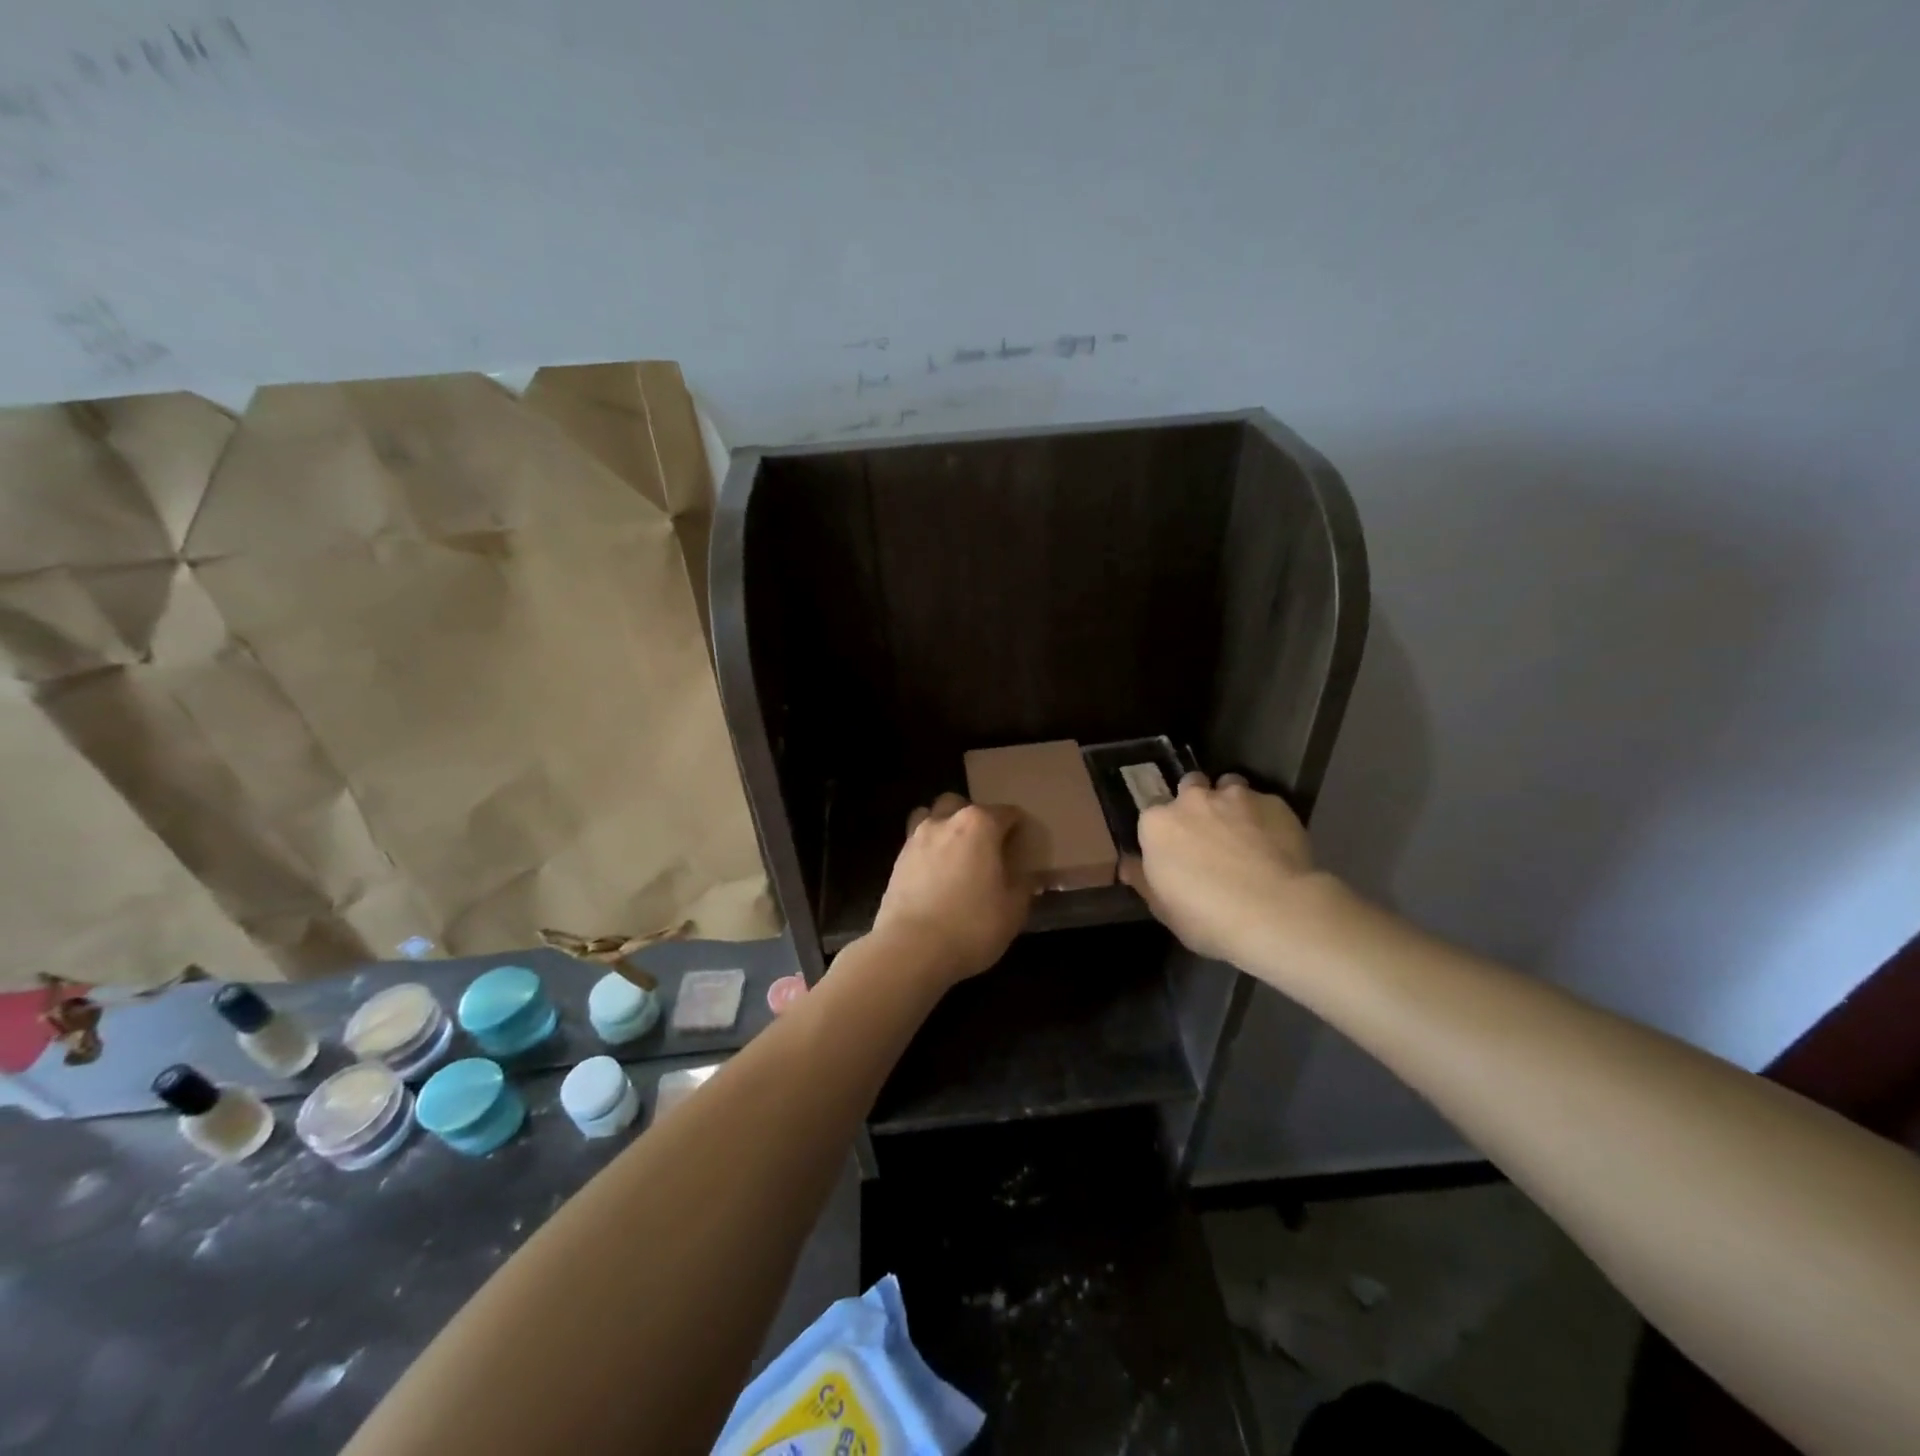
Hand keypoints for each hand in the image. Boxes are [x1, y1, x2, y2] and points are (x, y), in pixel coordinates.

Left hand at [869, 793, 1034, 984]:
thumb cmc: (972, 925)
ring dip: (944, 827)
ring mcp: (916, 839)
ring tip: (955, 855)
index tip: (1023, 843)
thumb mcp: (1013, 911)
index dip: (1018, 827)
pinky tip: (935, 875)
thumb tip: (1026, 877)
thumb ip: (1023, 886)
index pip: (1007, 813)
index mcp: (979, 825)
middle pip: (962, 805)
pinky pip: (916, 843)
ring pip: (931, 816)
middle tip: (985, 846)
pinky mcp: (896, 860)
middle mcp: (945, 821)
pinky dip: (928, 851)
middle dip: (974, 818)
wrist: (911, 949)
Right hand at [1120, 771, 1325, 971]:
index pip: (1151, 811)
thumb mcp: (1163, 908)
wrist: (1275, 912)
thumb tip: (1127, 865)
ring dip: (1231, 802)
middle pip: (1190, 785)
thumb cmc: (1207, 916)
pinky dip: (1265, 818)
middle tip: (1207, 832)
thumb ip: (1144, 880)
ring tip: (1242, 831)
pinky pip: (1265, 803)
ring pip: (1229, 785)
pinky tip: (1275, 843)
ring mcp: (1236, 797)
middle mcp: (1193, 800)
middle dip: (1196, 802)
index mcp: (1158, 824)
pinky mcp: (1274, 803)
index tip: (1173, 846)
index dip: (1164, 828)